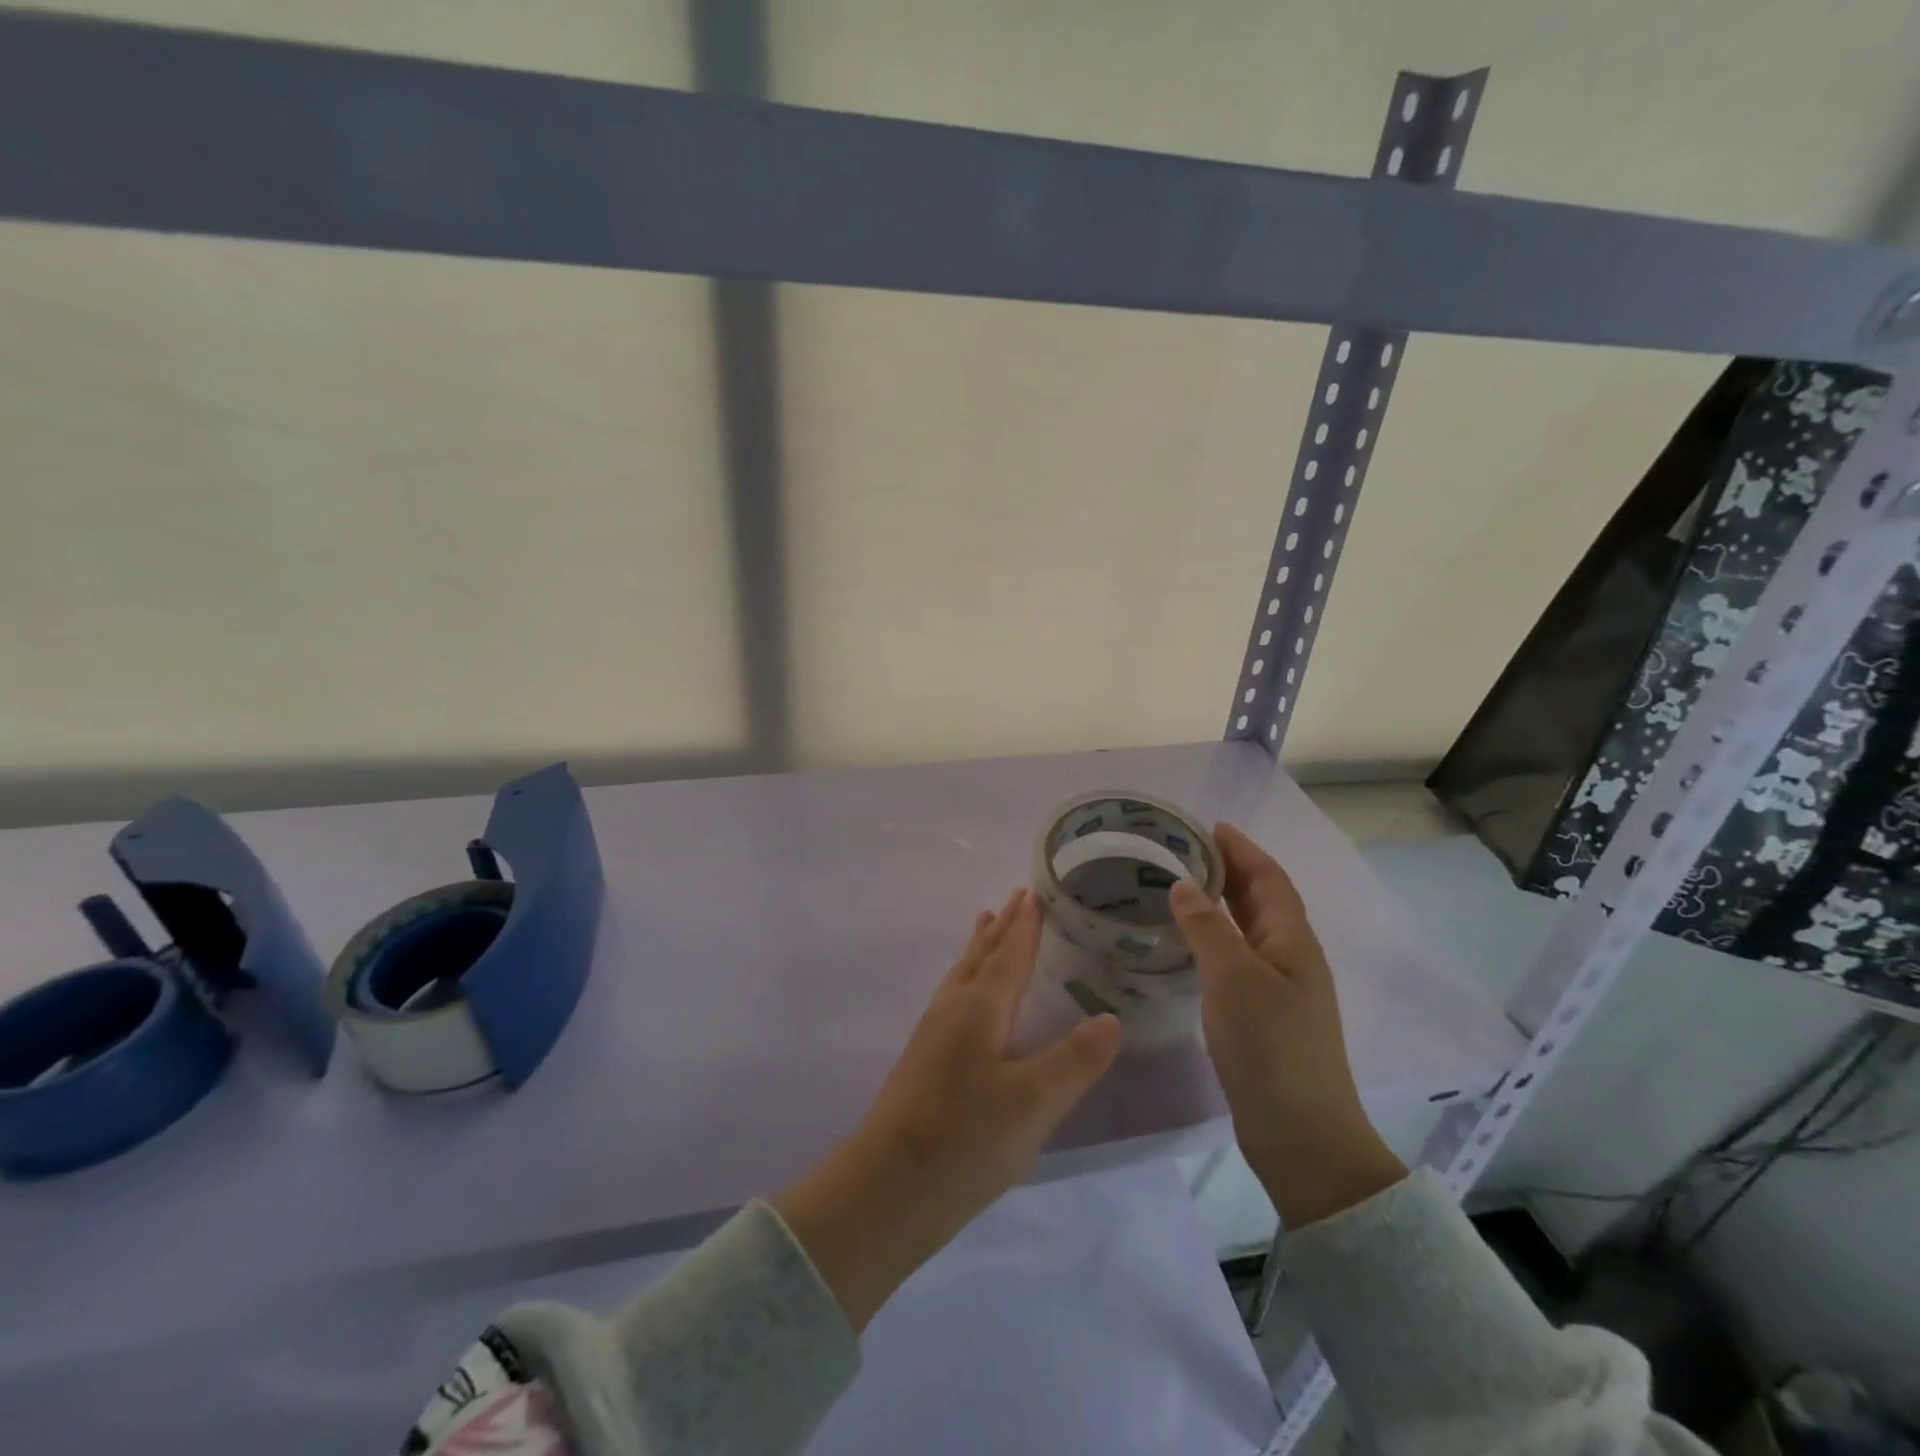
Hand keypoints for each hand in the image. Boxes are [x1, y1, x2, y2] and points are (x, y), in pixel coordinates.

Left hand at [772, 888, 1122, 1331]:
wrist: (886, 1189)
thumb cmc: (964, 1139)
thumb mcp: (1033, 1103)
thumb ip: (1074, 1060)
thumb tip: (1110, 1018)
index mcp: (978, 1007)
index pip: (1008, 954)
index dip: (1024, 925)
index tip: (1035, 893)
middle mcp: (953, 1008)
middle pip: (981, 955)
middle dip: (1002, 927)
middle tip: (1016, 897)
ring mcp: (933, 1033)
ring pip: (963, 974)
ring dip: (981, 948)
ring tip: (987, 925)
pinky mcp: (925, 1059)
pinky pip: (955, 996)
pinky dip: (970, 977)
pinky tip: (971, 999)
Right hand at [1169, 823, 1405, 1228]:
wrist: (1301, 1134)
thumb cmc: (1270, 1047)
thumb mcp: (1233, 979)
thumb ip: (1208, 928)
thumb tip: (1184, 885)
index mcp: (1292, 941)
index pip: (1269, 879)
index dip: (1244, 850)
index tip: (1211, 827)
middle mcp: (1291, 958)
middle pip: (1262, 900)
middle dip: (1231, 870)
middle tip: (1187, 851)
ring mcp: (1280, 989)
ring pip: (1249, 930)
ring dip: (1222, 904)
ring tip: (1182, 888)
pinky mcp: (1264, 1017)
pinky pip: (1238, 959)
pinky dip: (1216, 939)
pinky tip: (1190, 946)